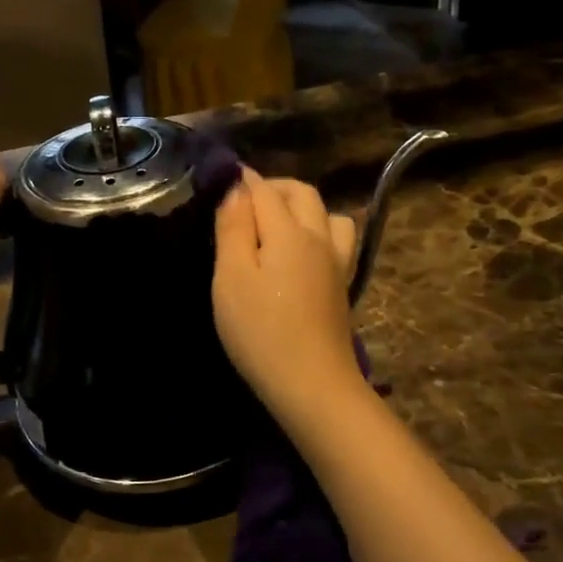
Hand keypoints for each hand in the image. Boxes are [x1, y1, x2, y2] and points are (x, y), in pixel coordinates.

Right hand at [213, 169, 362, 417]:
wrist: (311, 383)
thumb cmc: (261, 332)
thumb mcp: (232, 278)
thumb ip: (233, 229)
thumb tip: (236, 188)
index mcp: (289, 231)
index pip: (264, 190)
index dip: (242, 180)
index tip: (221, 178)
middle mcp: (319, 237)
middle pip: (302, 193)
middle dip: (273, 187)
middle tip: (243, 203)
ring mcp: (336, 262)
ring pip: (327, 214)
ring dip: (302, 207)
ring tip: (276, 225)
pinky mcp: (342, 285)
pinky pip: (338, 240)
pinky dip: (320, 231)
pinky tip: (303, 253)